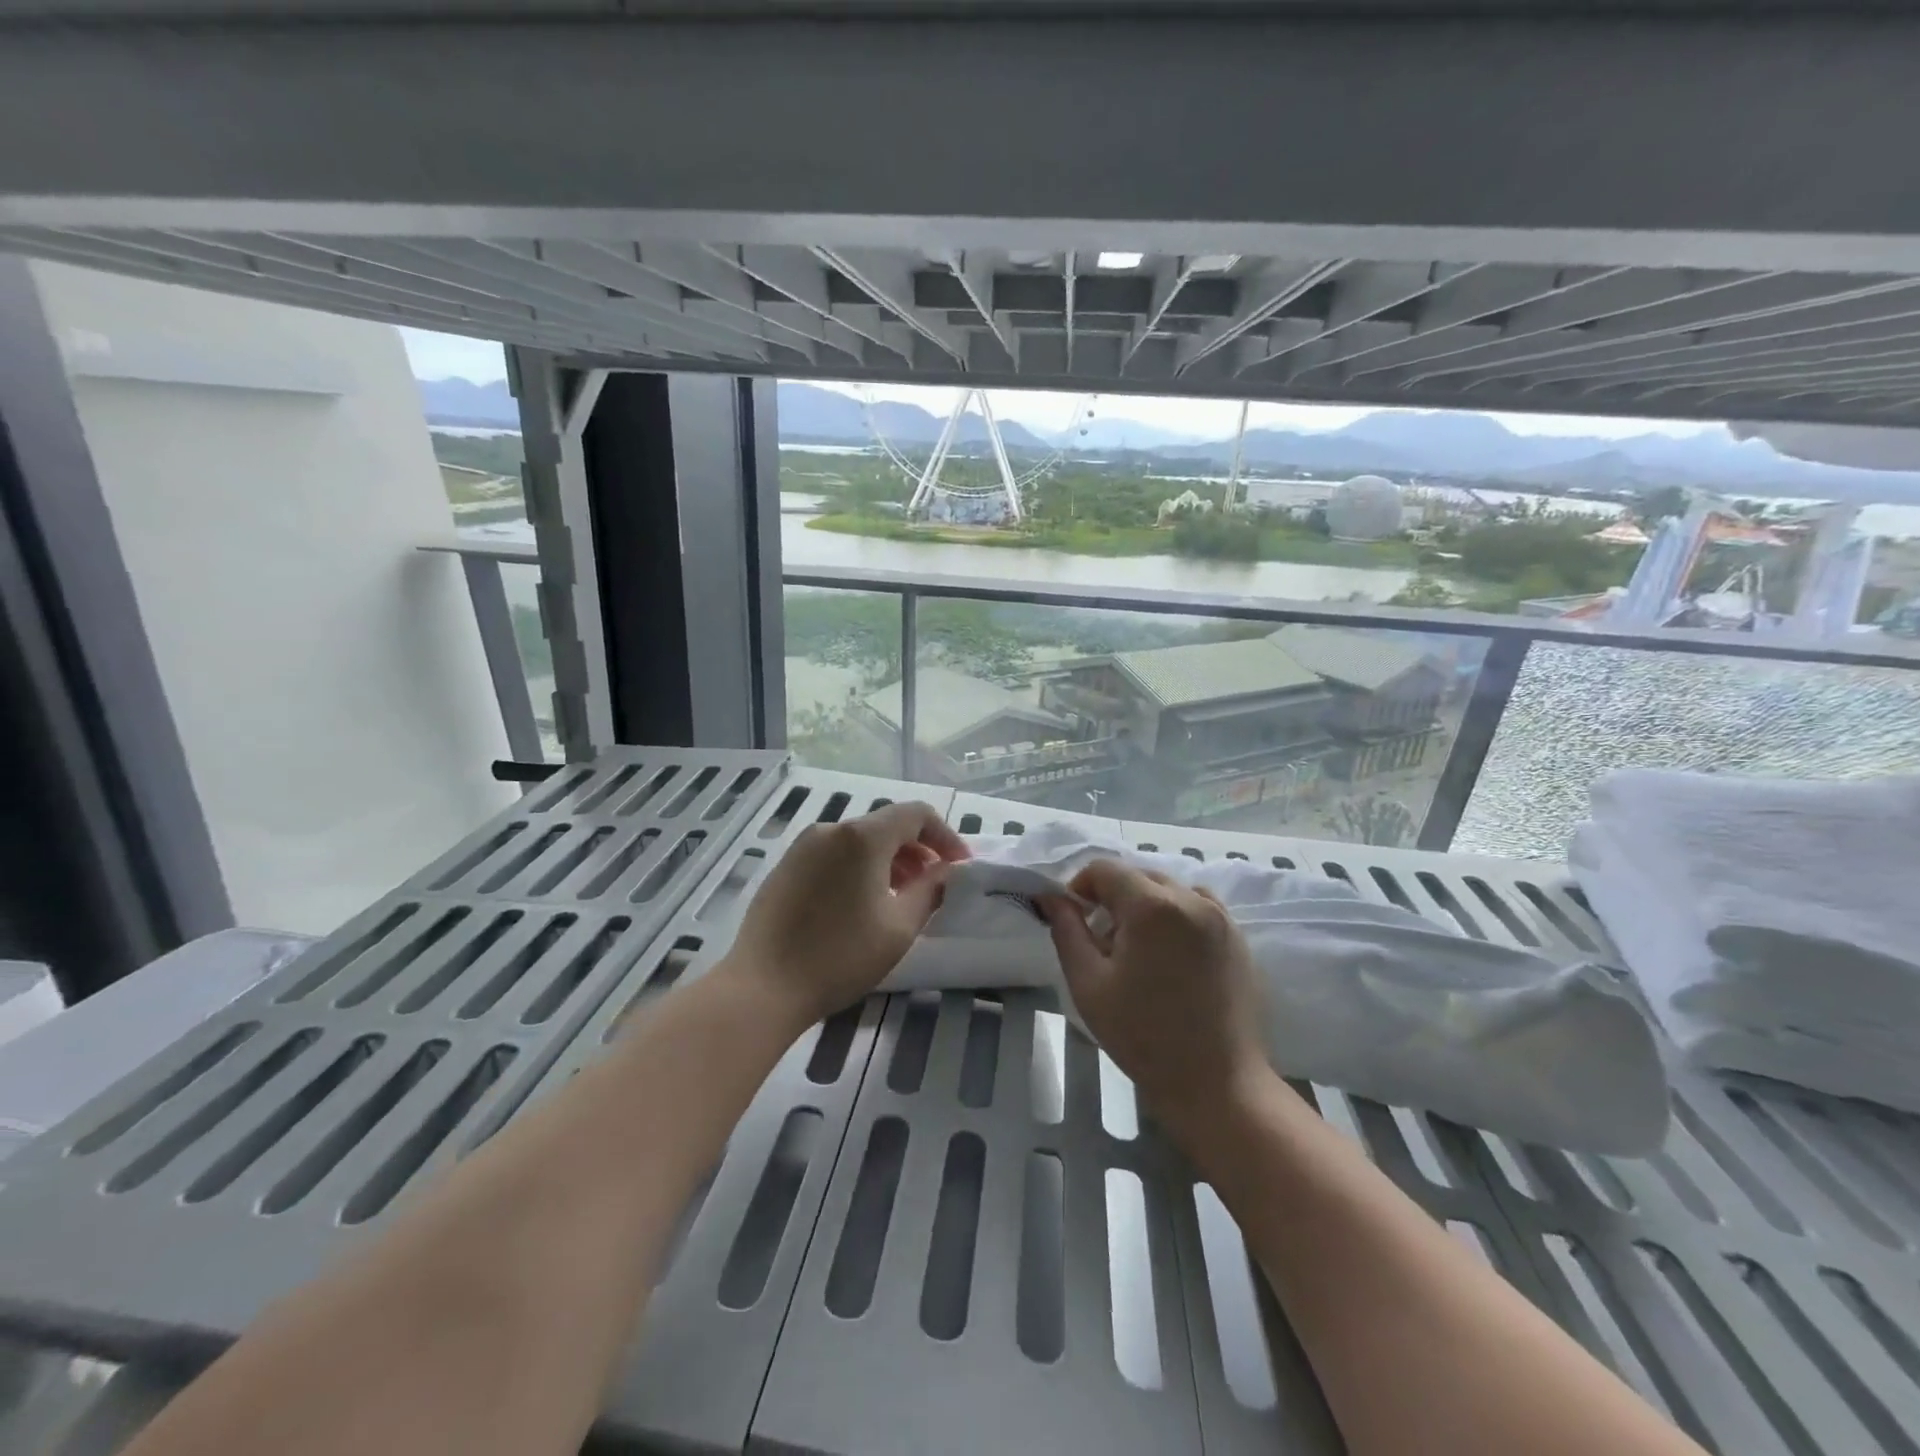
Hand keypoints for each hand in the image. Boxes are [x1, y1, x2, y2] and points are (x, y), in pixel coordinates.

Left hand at [723, 801, 968, 1025]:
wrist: (763, 987)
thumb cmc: (840, 957)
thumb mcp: (899, 928)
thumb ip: (931, 890)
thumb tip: (947, 871)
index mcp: (862, 837)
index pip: (916, 814)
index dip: (945, 835)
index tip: (958, 867)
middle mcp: (831, 829)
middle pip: (886, 824)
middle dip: (917, 849)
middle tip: (932, 884)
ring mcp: (803, 846)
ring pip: (858, 840)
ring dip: (888, 859)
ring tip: (900, 896)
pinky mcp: (785, 866)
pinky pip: (833, 854)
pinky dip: (858, 867)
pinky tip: (860, 904)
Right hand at [1041, 860, 1269, 1134]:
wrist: (1218, 1085)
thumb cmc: (1144, 1037)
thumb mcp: (1089, 984)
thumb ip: (1067, 930)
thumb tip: (1051, 897)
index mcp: (1153, 906)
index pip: (1105, 869)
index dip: (1081, 887)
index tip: (1074, 920)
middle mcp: (1192, 899)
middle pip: (1139, 876)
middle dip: (1113, 898)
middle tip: (1104, 944)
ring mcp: (1222, 917)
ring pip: (1170, 890)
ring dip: (1146, 905)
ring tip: (1139, 951)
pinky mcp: (1238, 938)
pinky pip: (1199, 908)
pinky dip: (1176, 917)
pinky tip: (1171, 959)